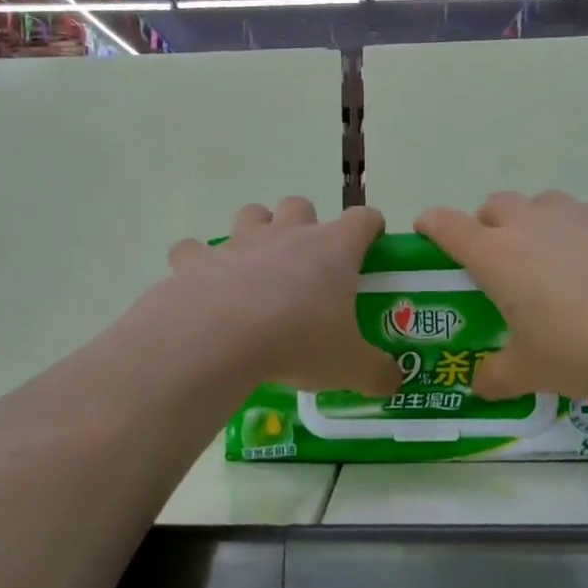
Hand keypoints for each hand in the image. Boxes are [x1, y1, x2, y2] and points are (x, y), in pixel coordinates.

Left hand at [165, 199, 402, 394]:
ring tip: (256, 267)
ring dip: (256, 231)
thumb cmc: (298, 342)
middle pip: (300, 205)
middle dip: (305, 225)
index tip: (371, 244)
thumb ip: (376, 372)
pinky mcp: (197, 260)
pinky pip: (193, 250)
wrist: (221, 339)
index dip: (370, 228)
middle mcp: (287, 234)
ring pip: (251, 214)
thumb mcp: (349, 366)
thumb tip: (394, 382)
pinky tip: (202, 284)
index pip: (363, 219)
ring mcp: (239, 242)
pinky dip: (198, 262)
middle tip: (307, 264)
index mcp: (332, 249)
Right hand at [415, 190, 587, 398]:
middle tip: (501, 259)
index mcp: (496, 256)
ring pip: (545, 203)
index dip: (431, 225)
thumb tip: (479, 386)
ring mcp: (579, 210)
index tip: (426, 230)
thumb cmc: (584, 344)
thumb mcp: (534, 372)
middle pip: (495, 205)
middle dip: (489, 225)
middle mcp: (531, 223)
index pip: (447, 226)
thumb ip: (498, 377)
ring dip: (541, 223)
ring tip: (561, 259)